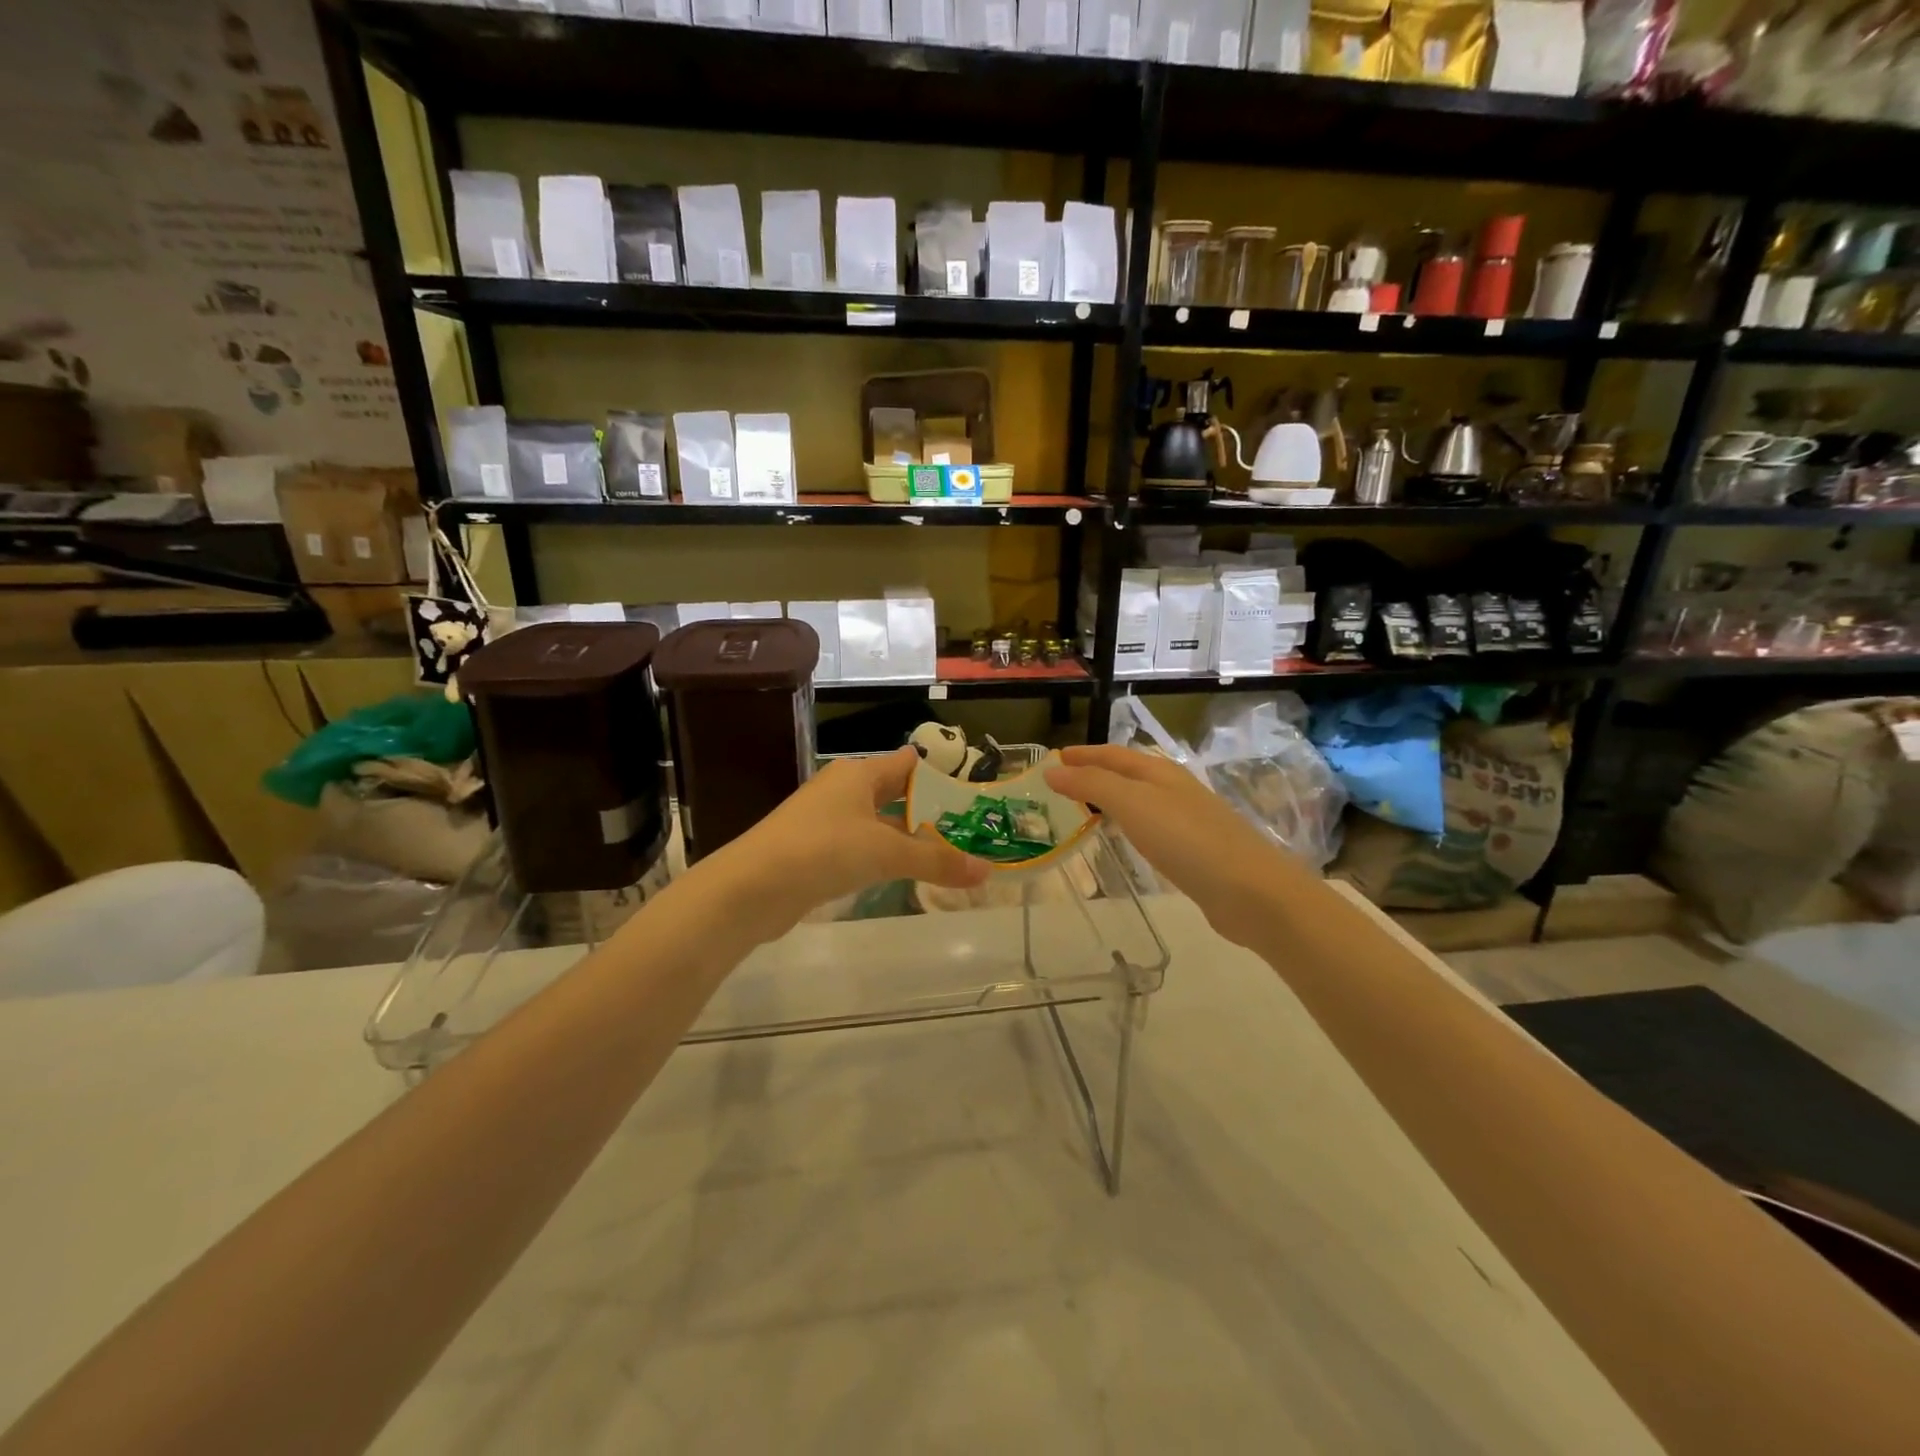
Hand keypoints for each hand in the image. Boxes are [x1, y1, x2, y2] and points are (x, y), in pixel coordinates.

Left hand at [706, 746, 987, 934]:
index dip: (941, 774)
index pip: (909, 763)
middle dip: (929, 811)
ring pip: (878, 824)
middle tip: (969, 828)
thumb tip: (986, 871)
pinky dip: (883, 857)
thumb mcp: (886, 854)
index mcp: (859, 774)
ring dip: (908, 837)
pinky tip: (903, 875)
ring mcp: (826, 821)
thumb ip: (936, 861)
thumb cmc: (823, 851)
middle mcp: (843, 790)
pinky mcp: (815, 851)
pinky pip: (860, 847)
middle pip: (895, 793)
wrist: (751, 888)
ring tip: (947, 854)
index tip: (974, 792)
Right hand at [1045, 744, 1303, 947]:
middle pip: (1127, 773)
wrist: (1251, 891)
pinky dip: (1128, 826)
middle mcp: (1174, 789)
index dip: (1082, 755)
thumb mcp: (1133, 804)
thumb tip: (1052, 770)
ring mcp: (1187, 820)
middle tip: (1060, 786)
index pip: (1113, 754)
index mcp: (1160, 772)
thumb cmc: (1188, 840)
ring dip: (1110, 800)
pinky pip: (1151, 828)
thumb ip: (1092, 785)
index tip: (1052, 759)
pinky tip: (1124, 841)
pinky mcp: (1194, 851)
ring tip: (1082, 810)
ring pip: (1139, 800)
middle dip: (1094, 774)